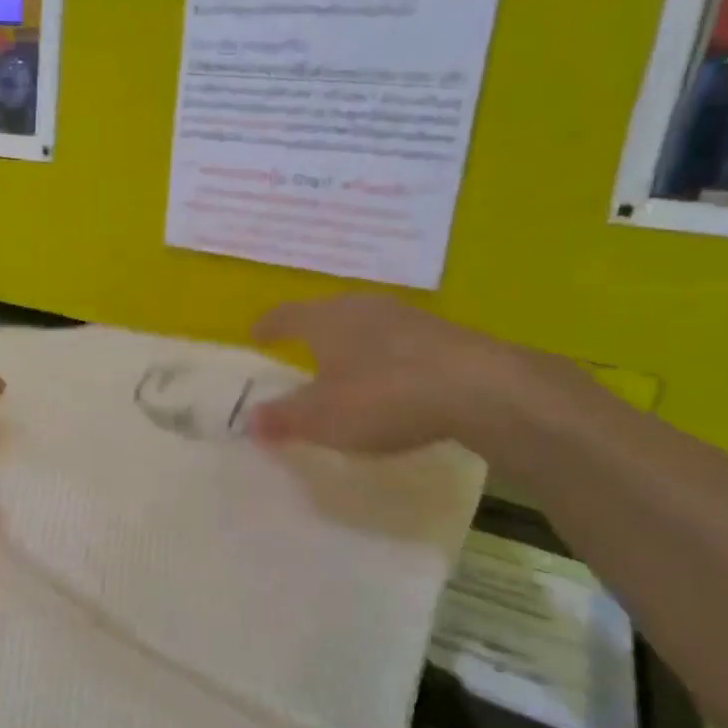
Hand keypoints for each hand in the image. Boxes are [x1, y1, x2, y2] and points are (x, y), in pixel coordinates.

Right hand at [249, 294, 555, 455]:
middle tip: (300, 347)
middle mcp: (362, 307)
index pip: (286, 315)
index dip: (269, 325)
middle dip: (312, 329)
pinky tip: (393, 378)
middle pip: (328, 313)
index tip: (256, 333)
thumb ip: (283, 418)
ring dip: (352, 341)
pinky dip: (386, 356)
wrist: (479, 389)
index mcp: (325, 320)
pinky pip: (400, 340)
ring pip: (367, 323)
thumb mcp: (322, 418)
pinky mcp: (443, 334)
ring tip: (346, 363)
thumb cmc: (382, 397)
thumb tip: (248, 420)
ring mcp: (407, 317)